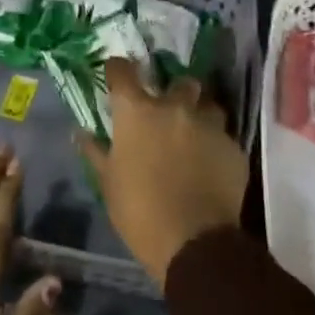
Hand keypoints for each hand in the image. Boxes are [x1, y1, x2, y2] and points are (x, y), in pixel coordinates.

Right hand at [78, 58, 248, 285]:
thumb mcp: (108, 183)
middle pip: (178, 81)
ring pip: (208, 105)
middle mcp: (174, 107)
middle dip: (174, 91)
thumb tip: (80, 133)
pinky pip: (224, 137)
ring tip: (195, 135)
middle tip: (167, 111)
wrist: (194, 244)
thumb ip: (95, 152)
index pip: (123, 71)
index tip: (117, 74)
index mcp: (137, 112)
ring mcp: (208, 125)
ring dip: (200, 115)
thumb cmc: (140, 212)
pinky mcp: (233, 148)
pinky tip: (212, 165)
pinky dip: (216, 145)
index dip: (119, 69)